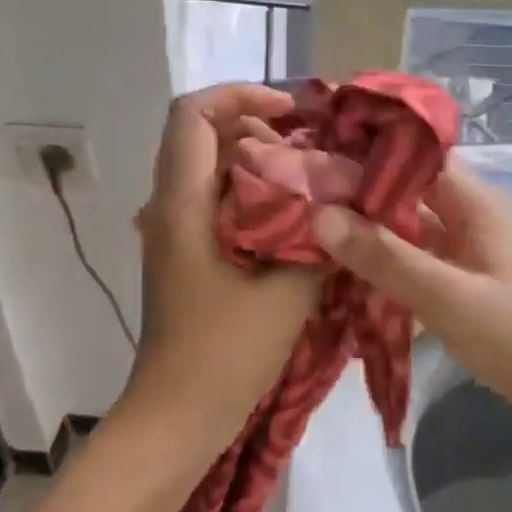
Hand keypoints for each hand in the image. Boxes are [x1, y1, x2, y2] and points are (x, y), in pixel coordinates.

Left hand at [122, 85, 323, 452]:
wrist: (177, 417)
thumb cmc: (225, 354)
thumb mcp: (286, 292)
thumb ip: (316, 237)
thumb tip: (342, 199)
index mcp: (182, 204)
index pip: (193, 113)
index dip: (241, 94)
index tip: (292, 113)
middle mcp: (168, 206)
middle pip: (202, 135)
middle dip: (258, 125)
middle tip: (313, 146)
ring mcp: (173, 231)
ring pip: (210, 168)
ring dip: (257, 161)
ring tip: (311, 178)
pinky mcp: (185, 254)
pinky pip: (215, 201)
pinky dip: (251, 193)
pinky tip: (293, 218)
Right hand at [311, 162, 511, 474]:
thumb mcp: (450, 298)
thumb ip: (386, 257)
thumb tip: (319, 213)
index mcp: (474, 201)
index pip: (411, 153)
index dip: (362, 148)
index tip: (308, 154)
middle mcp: (468, 215)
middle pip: (403, 188)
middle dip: (353, 191)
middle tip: (294, 194)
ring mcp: (465, 251)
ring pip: (405, 226)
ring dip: (365, 228)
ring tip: (305, 226)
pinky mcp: (461, 283)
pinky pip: (413, 261)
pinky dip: (382, 262)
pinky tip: (341, 270)